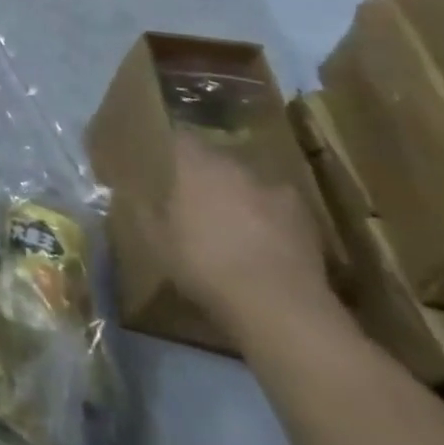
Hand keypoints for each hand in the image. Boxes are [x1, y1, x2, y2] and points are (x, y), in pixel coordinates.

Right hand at [151, 132, 336, 339]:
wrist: (278, 306)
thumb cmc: (204, 263)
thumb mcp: (157, 241)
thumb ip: (145, 212)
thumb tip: (134, 196)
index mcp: (196, 163)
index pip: (180, 138)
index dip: (172, 150)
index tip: (164, 164)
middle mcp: (236, 167)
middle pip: (218, 161)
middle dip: (208, 176)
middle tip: (196, 199)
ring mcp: (277, 193)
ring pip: (251, 186)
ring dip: (242, 198)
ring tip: (234, 225)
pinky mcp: (308, 223)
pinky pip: (280, 212)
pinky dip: (272, 222)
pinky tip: (266, 246)